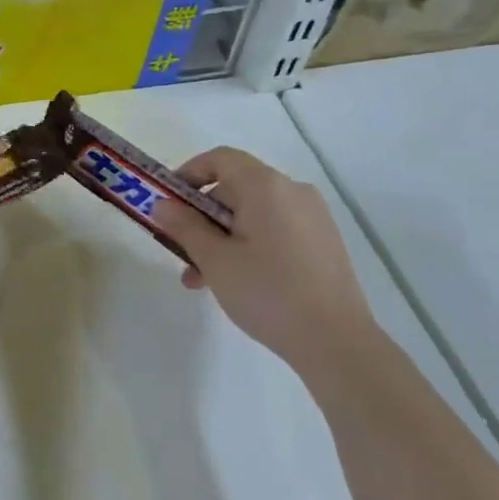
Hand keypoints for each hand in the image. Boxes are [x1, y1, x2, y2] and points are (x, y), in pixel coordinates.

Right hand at [151, 147, 373, 363]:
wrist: (335, 340)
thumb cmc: (267, 292)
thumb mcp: (215, 259)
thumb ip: (184, 226)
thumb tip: (163, 204)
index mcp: (266, 186)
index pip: (220, 159)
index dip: (188, 173)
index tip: (167, 202)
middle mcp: (293, 191)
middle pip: (236, 189)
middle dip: (202, 217)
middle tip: (181, 252)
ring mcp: (313, 217)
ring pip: (253, 215)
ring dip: (222, 238)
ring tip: (203, 280)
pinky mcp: (323, 242)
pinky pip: (275, 231)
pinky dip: (249, 246)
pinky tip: (238, 283)